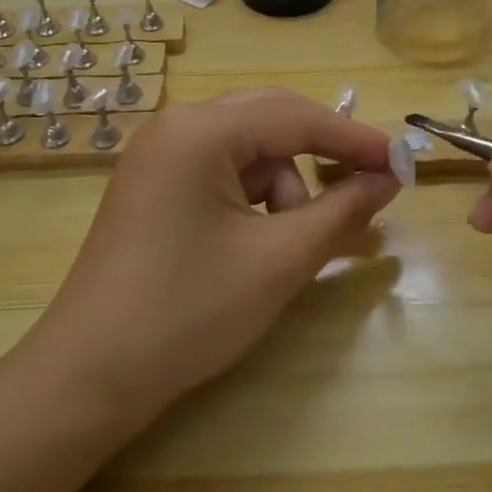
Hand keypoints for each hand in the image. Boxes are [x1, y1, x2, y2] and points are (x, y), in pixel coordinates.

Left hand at [21, 89, 402, 423]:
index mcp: (200, 129)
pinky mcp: (152, 182)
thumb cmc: (189, 312)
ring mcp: (158, 152)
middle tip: (366, 188)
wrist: (89, 376)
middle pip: (269, 120)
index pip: (295, 116)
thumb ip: (340, 211)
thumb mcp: (278, 260)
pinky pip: (220, 169)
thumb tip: (388, 179)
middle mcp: (176, 124)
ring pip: (246, 149)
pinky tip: (255, 241)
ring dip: (281, 186)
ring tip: (286, 246)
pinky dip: (251, 196)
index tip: (401, 162)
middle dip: (319, 155)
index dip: (353, 138)